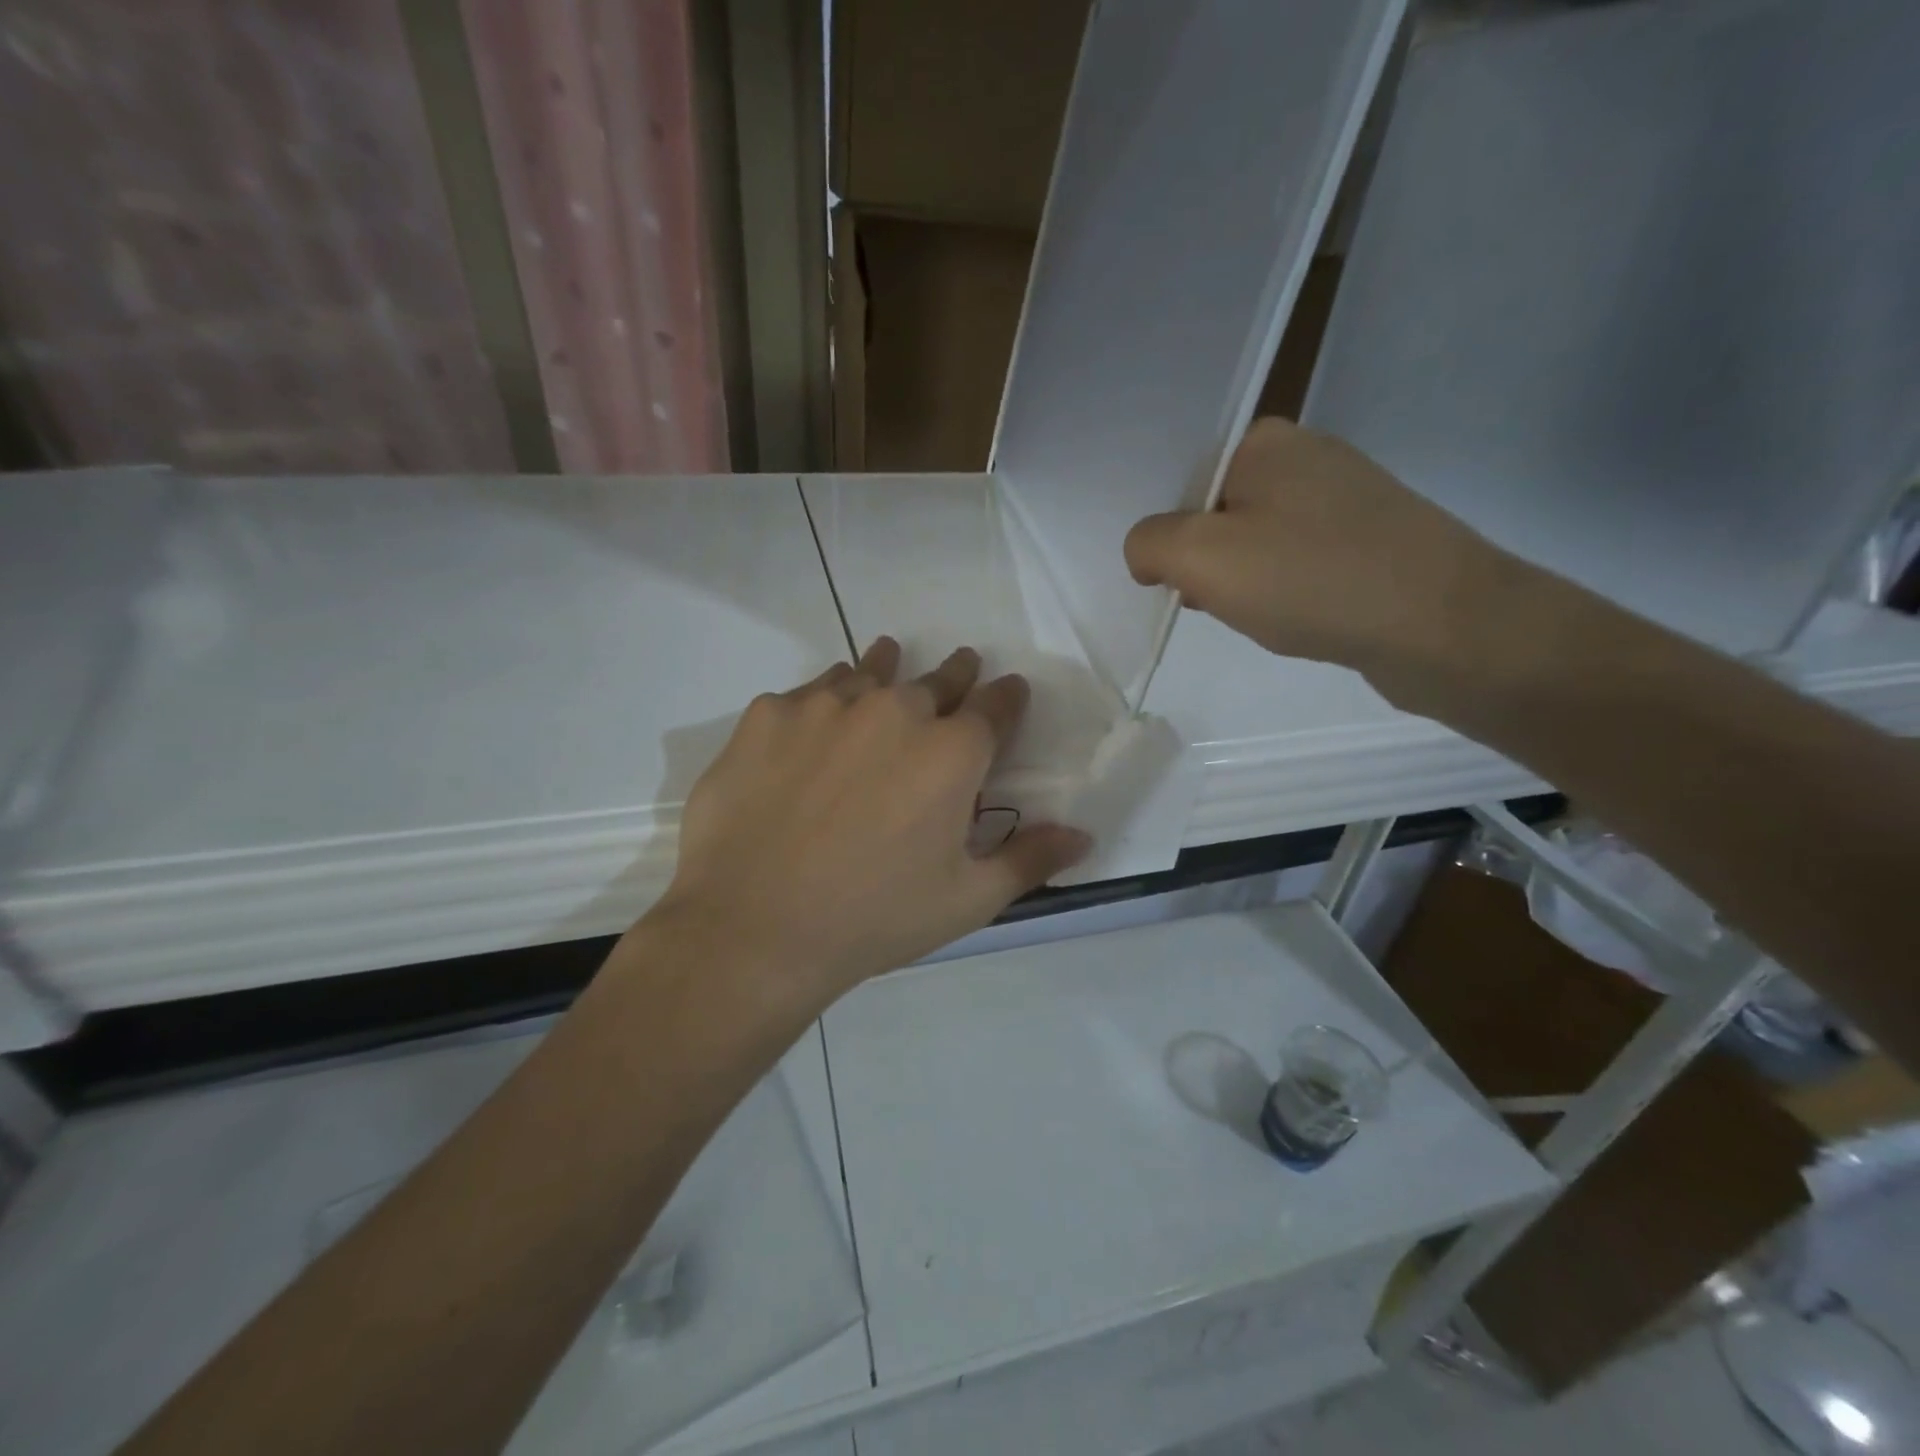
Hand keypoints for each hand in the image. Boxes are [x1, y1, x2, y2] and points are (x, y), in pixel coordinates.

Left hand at [649, 637, 1090, 1009]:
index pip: (996, 706)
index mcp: (951, 751)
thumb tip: (1084, 835)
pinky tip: (816, 719)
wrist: (753, 928)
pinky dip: (823, 699)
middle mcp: (894, 710)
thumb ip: (1029, 859)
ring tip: (888, 658)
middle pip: (937, 679)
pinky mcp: (768, 714)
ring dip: (886, 668)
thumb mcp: (967, 899)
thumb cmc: (873, 918)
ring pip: (869, 672)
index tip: (1009, 690)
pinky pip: (808, 692)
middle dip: (956, 674)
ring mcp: (826, 705)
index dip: (1007, 697)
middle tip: (961, 666)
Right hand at [1124, 418, 1527, 708]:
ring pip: (1255, 541)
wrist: (1442, 625)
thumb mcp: (1200, 557)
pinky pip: (1296, 563)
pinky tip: (1289, 619)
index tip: (1169, 577)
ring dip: (1240, 582)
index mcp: (1265, 441)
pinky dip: (1280, 592)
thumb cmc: (1310, 579)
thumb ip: (1149, 544)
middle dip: (1201, 562)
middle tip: (1208, 600)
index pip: (1183, 479)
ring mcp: (1344, 499)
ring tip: (1252, 615)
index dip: (1166, 532)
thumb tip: (1148, 554)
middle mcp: (1307, 456)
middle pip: (1217, 511)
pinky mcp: (1369, 541)